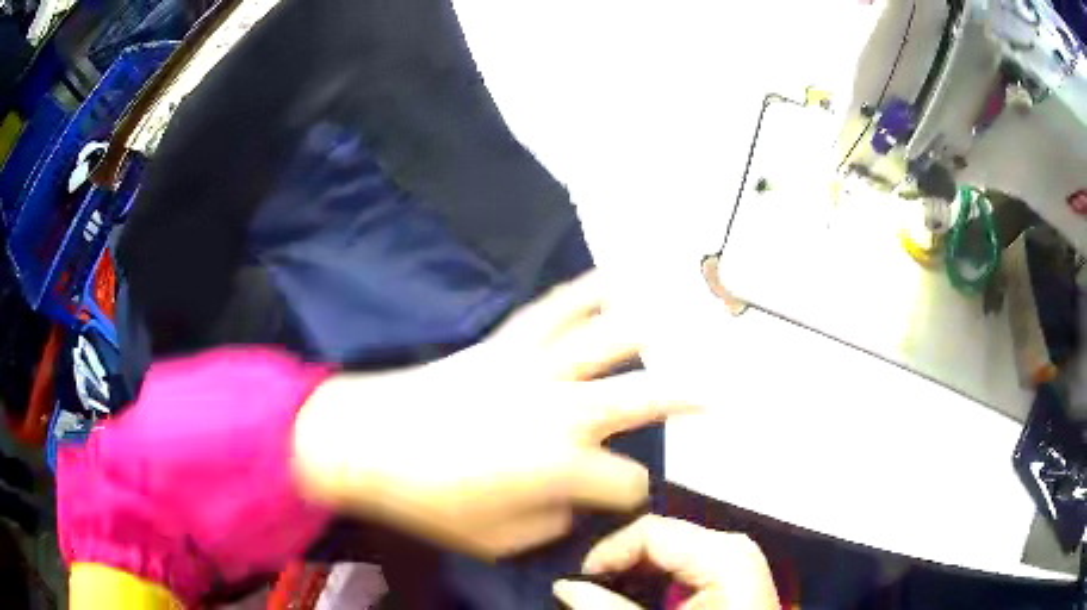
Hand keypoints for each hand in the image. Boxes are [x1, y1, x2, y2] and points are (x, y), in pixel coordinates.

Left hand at [292, 271, 698, 557]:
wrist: (365, 442)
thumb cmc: (429, 501)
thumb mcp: (499, 540)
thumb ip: (552, 524)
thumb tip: (573, 504)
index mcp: (565, 467)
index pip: (627, 483)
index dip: (629, 498)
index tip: (619, 502)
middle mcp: (564, 410)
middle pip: (646, 397)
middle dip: (687, 399)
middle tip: (714, 397)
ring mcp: (536, 367)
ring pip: (609, 337)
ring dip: (651, 332)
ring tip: (684, 319)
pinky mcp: (507, 341)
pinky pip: (555, 307)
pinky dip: (587, 290)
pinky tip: (611, 279)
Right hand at [553, 515, 779, 609]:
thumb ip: (611, 609)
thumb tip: (565, 587)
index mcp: (723, 553)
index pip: (650, 530)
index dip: (608, 552)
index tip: (579, 581)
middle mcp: (732, 546)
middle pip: (660, 538)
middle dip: (621, 563)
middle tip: (591, 591)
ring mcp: (736, 558)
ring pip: (670, 551)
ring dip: (636, 572)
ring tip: (611, 596)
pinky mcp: (733, 573)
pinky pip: (685, 564)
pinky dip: (657, 579)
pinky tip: (642, 599)